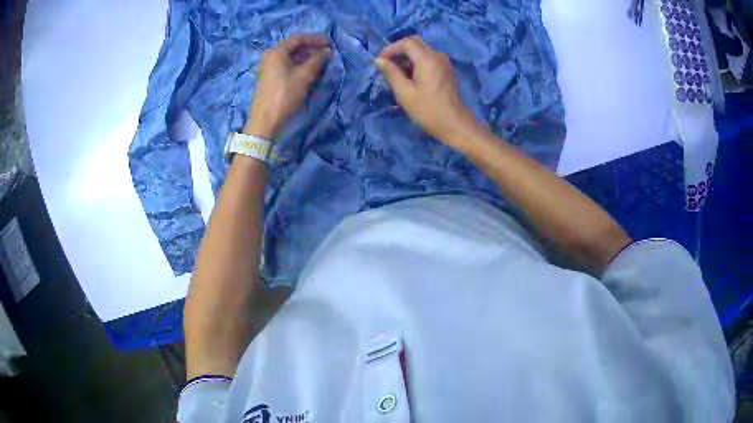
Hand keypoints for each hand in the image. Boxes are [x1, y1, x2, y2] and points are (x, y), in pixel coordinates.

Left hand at [244, 34, 331, 138]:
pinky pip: (285, 64)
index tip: (330, 43)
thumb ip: (317, 60)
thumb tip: (327, 51)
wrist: (266, 118)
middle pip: (293, 46)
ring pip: (289, 56)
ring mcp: (268, 66)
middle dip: (311, 48)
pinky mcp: (269, 76)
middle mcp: (270, 55)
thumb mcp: (304, 76)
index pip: (298, 38)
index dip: (315, 39)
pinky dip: (297, 64)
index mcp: (277, 51)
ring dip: (305, 56)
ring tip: (320, 62)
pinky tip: (308, 70)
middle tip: (326, 53)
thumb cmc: (285, 94)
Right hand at [375, 36, 479, 147]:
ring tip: (394, 73)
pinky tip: (408, 77)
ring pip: (421, 50)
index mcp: (427, 58)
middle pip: (415, 43)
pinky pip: (428, 59)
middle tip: (386, 64)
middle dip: (398, 50)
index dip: (390, 49)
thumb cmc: (427, 110)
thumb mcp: (404, 92)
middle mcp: (437, 55)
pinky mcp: (445, 70)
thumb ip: (391, 73)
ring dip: (406, 57)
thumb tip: (379, 60)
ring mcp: (443, 62)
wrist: (454, 124)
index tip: (380, 61)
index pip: (406, 43)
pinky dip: (415, 63)